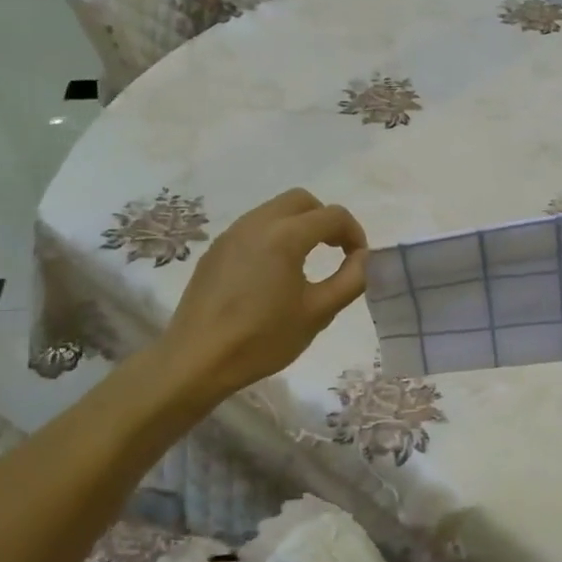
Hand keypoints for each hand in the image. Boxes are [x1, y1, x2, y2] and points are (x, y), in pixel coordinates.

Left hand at [161, 188, 366, 401]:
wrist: (197, 359)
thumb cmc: (263, 338)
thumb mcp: (318, 313)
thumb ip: (350, 280)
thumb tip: (363, 258)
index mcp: (285, 236)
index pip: (333, 216)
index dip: (354, 234)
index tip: (359, 260)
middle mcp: (257, 223)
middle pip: (302, 201)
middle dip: (325, 219)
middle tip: (336, 251)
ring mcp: (232, 234)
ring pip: (274, 211)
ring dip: (299, 225)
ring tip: (307, 261)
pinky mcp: (215, 250)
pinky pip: (253, 228)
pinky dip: (274, 236)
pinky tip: (274, 273)